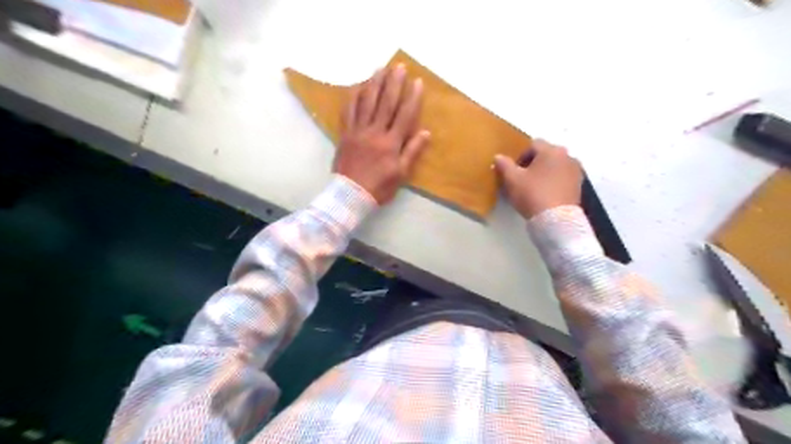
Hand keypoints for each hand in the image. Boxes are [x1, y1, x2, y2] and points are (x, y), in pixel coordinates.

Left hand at [332, 64, 431, 204]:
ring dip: (374, 84)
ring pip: (366, 103)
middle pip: (385, 103)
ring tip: (380, 69)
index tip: (418, 82)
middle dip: (394, 83)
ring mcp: (358, 131)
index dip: (412, 98)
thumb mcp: (401, 174)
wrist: (349, 195)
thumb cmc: (379, 187)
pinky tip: (358, 86)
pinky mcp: (345, 134)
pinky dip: (353, 97)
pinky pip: (348, 111)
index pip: (404, 115)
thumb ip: (412, 151)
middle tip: (399, 66)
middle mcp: (375, 132)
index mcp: (391, 143)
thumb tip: (426, 132)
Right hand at [493, 138, 578, 217]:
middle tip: (523, 179)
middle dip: (533, 164)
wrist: (556, 220)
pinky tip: (545, 194)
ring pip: (555, 166)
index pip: (532, 145)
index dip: (520, 156)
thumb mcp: (512, 180)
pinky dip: (554, 182)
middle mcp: (567, 156)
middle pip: (546, 154)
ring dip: (545, 173)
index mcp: (551, 150)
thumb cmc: (532, 194)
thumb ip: (504, 165)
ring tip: (534, 188)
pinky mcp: (579, 185)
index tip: (514, 171)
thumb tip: (498, 156)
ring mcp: (576, 171)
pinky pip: (562, 178)